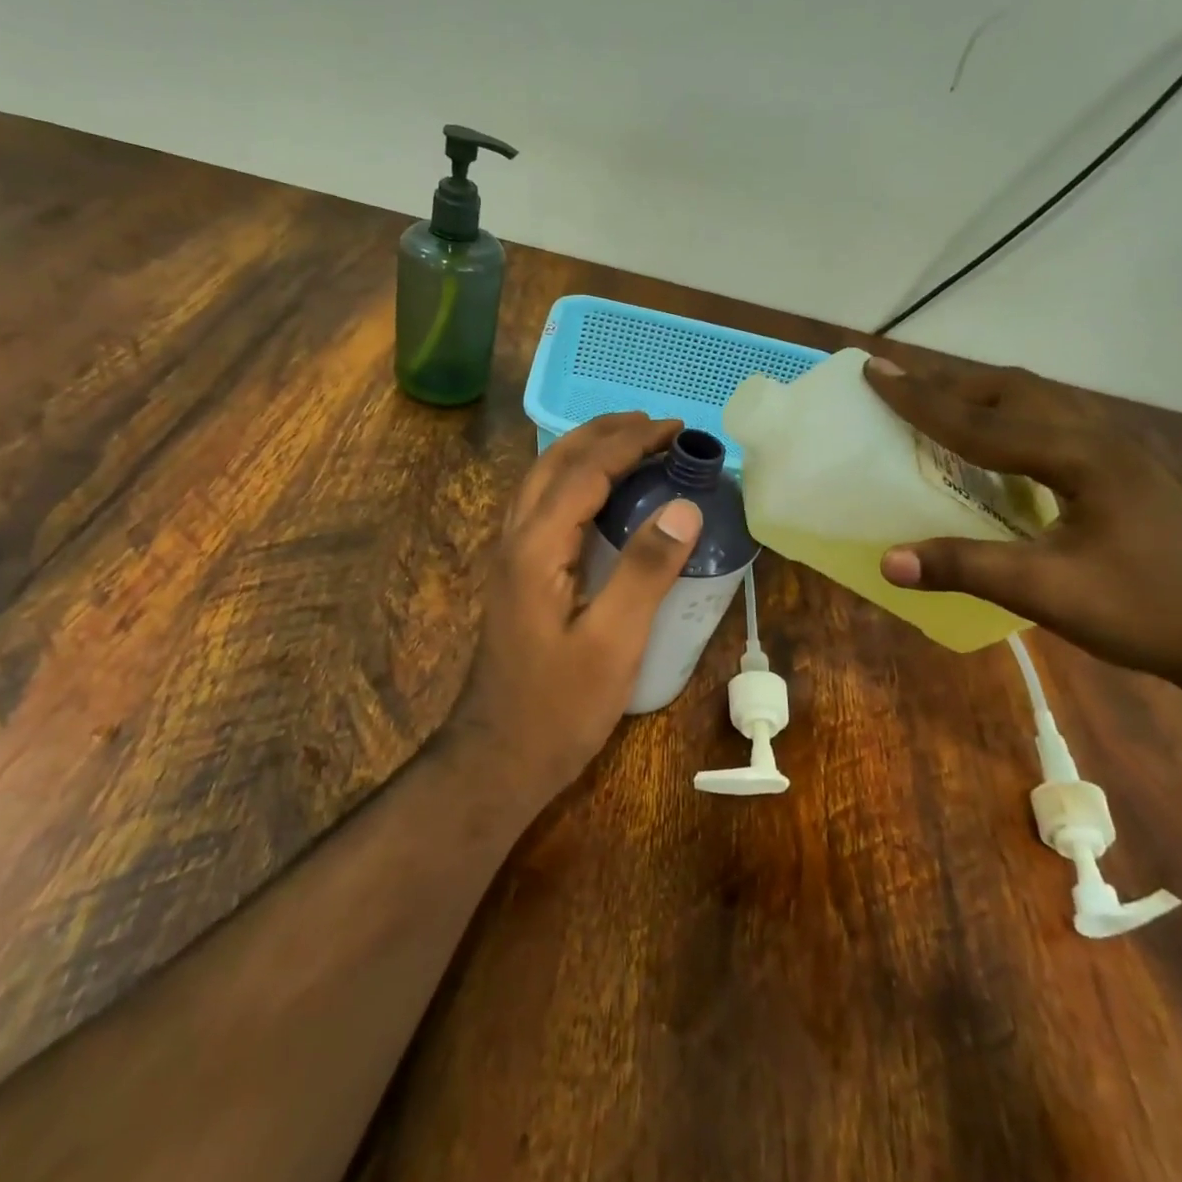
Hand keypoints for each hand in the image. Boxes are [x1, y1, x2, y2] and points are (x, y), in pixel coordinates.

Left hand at [448, 413, 703, 802]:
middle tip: (654, 424)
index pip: (585, 471)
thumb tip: (683, 507)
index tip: (675, 429)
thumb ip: (644, 571)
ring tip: (630, 442)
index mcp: (536, 548)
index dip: (631, 442)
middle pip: (554, 463)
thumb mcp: (613, 643)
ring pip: (542, 481)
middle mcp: (515, 540)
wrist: (497, 757)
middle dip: (604, 433)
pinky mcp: (516, 576)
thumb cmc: (558, 707)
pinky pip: (543, 506)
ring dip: (585, 451)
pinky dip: (574, 480)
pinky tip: (596, 495)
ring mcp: (509, 558)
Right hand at [863, 354, 1181, 697]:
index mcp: (1080, 457)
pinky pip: (1053, 424)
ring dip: (982, 395)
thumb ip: (967, 568)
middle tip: (899, 380)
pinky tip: (999, 445)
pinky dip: (1009, 419)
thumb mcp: (1050, 593)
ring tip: (939, 400)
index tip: (875, 371)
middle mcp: (1099, 438)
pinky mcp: (1126, 473)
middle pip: (1013, 390)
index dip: (921, 399)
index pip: (981, 421)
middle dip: (950, 382)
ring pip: (1038, 402)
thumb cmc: (1150, 612)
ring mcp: (1119, 453)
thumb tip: (887, 561)